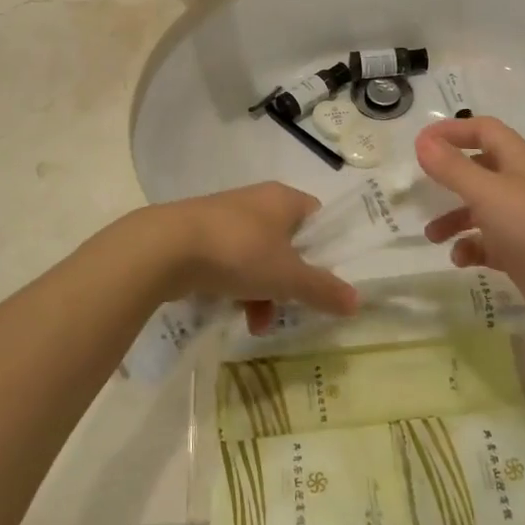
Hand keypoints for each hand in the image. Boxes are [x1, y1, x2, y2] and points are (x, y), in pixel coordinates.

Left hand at [143, 182, 359, 331]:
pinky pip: (230, 263)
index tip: (324, 279)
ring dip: (262, 293)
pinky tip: (231, 313)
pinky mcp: (200, 236)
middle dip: (290, 282)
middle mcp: (257, 202)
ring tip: (256, 326)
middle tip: (291, 309)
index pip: (317, 217)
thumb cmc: (238, 252)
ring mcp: (226, 219)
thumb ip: (323, 289)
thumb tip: (357, 302)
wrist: (166, 247)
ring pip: (258, 258)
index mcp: (283, 199)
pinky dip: (236, 288)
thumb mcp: (287, 276)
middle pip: (288, 244)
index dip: (325, 248)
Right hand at [415, 117, 524, 334]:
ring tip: (433, 236)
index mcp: (518, 159)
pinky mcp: (523, 252)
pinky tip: (460, 260)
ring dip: (454, 219)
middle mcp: (521, 184)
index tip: (420, 143)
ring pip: (481, 209)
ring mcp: (524, 219)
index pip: (483, 130)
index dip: (452, 132)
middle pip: (479, 170)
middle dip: (449, 179)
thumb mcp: (486, 192)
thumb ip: (451, 167)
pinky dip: (472, 248)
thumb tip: (422, 141)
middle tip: (421, 188)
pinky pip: (489, 243)